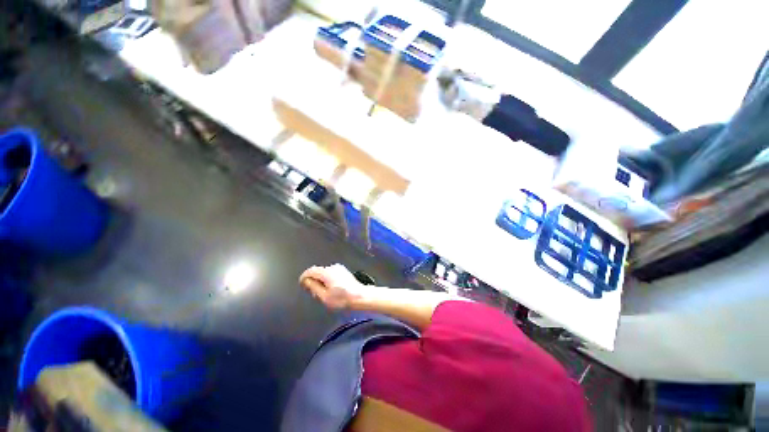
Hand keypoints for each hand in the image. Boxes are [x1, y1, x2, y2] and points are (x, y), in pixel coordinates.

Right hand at [299, 264, 366, 310]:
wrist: (360, 296)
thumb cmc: (342, 299)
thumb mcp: (324, 296)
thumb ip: (313, 287)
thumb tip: (306, 280)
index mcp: (326, 272)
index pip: (310, 271)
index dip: (304, 277)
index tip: (302, 285)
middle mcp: (332, 267)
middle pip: (317, 272)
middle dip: (313, 281)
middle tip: (314, 293)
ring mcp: (339, 268)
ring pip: (324, 273)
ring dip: (320, 281)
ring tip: (323, 294)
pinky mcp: (343, 271)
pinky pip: (330, 274)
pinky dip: (327, 280)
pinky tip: (331, 290)